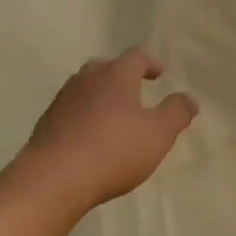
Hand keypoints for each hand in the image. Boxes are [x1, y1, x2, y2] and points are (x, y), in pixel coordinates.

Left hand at [6, 49, 198, 221]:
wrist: (53, 178)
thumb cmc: (113, 151)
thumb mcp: (158, 135)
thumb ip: (176, 113)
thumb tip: (189, 98)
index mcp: (116, 75)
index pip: (136, 57)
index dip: (149, 63)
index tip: (159, 74)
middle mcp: (87, 79)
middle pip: (106, 67)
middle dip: (121, 76)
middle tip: (134, 90)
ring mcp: (63, 99)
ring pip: (85, 87)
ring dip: (100, 95)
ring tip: (112, 115)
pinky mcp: (46, 122)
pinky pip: (70, 110)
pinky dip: (83, 115)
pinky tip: (88, 136)